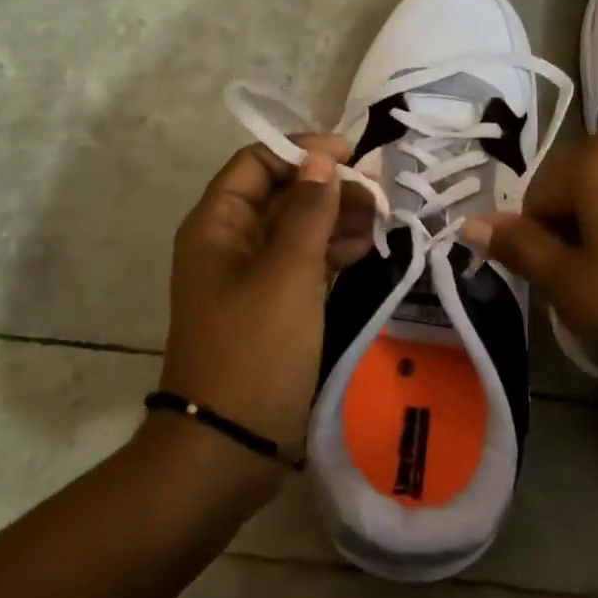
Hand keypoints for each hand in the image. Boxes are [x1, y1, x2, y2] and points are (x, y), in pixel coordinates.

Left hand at [160, 136, 374, 474]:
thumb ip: (308, 211)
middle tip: (377, 194)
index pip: (257, 163)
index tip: (351, 157)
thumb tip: (322, 160)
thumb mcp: (288, 272)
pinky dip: (331, 253)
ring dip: (335, 219)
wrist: (229, 444)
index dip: (302, 153)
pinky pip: (302, 264)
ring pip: (295, 229)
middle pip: (280, 194)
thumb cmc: (255, 347)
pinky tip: (366, 251)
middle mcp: (229, 243)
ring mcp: (250, 278)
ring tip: (380, 221)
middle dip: (327, 188)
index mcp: (217, 224)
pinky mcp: (271, 308)